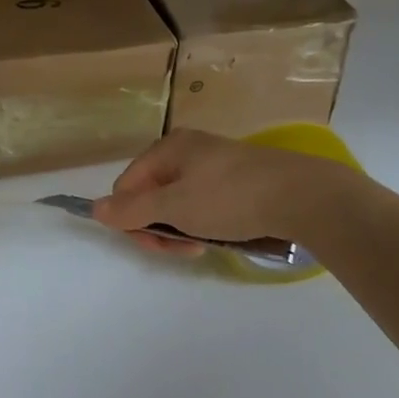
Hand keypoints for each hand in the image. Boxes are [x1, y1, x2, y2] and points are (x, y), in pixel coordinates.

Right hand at [93, 129, 362, 255]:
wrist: (305, 196)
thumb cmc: (231, 197)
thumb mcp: (175, 207)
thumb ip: (132, 211)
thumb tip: (94, 209)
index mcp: (168, 148)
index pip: (127, 186)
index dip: (133, 218)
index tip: (156, 243)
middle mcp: (188, 150)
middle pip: (152, 195)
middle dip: (160, 227)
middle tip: (184, 249)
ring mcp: (215, 164)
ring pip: (179, 203)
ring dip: (183, 229)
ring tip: (204, 245)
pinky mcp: (239, 179)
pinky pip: (205, 203)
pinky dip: (206, 223)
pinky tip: (222, 236)